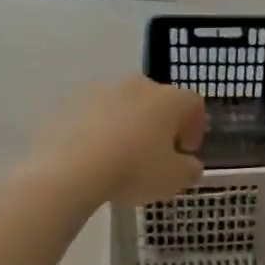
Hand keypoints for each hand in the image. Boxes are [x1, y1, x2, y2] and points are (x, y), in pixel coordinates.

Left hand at [33, 76, 207, 205]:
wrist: (70, 167)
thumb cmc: (133, 170)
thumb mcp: (173, 179)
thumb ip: (189, 170)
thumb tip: (190, 165)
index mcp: (168, 99)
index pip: (193, 103)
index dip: (194, 126)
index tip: (187, 150)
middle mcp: (137, 85)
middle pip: (156, 99)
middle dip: (159, 123)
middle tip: (155, 152)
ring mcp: (102, 89)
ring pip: (123, 104)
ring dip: (127, 124)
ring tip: (120, 155)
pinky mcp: (72, 101)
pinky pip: (94, 113)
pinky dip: (98, 128)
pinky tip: (92, 154)